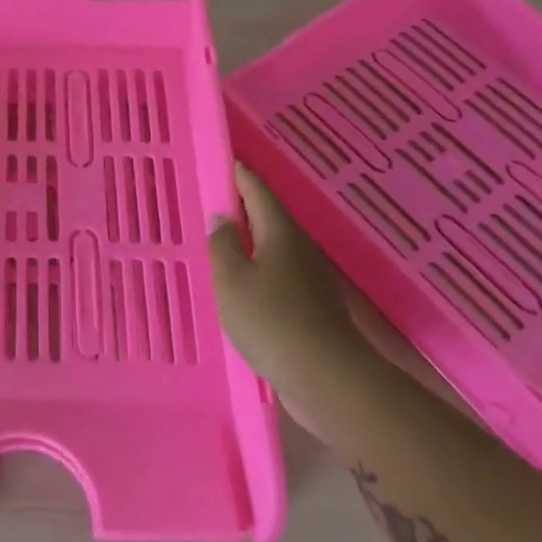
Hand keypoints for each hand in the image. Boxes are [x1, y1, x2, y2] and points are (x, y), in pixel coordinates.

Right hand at [210, 164, 451, 434]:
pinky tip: (243, 284)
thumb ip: (222, 245)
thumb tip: (222, 218)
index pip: (258, 191)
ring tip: (222, 242)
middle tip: (214, 202)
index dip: (240, 175)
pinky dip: (259, 268)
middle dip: (244, 207)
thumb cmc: (271, 321)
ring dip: (251, 240)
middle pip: (269, 217)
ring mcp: (310, 278)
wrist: (328, 379)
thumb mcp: (231, 280)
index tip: (224, 162)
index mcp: (280, 232)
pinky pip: (279, 274)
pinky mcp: (312, 306)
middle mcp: (299, 248)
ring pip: (275, 247)